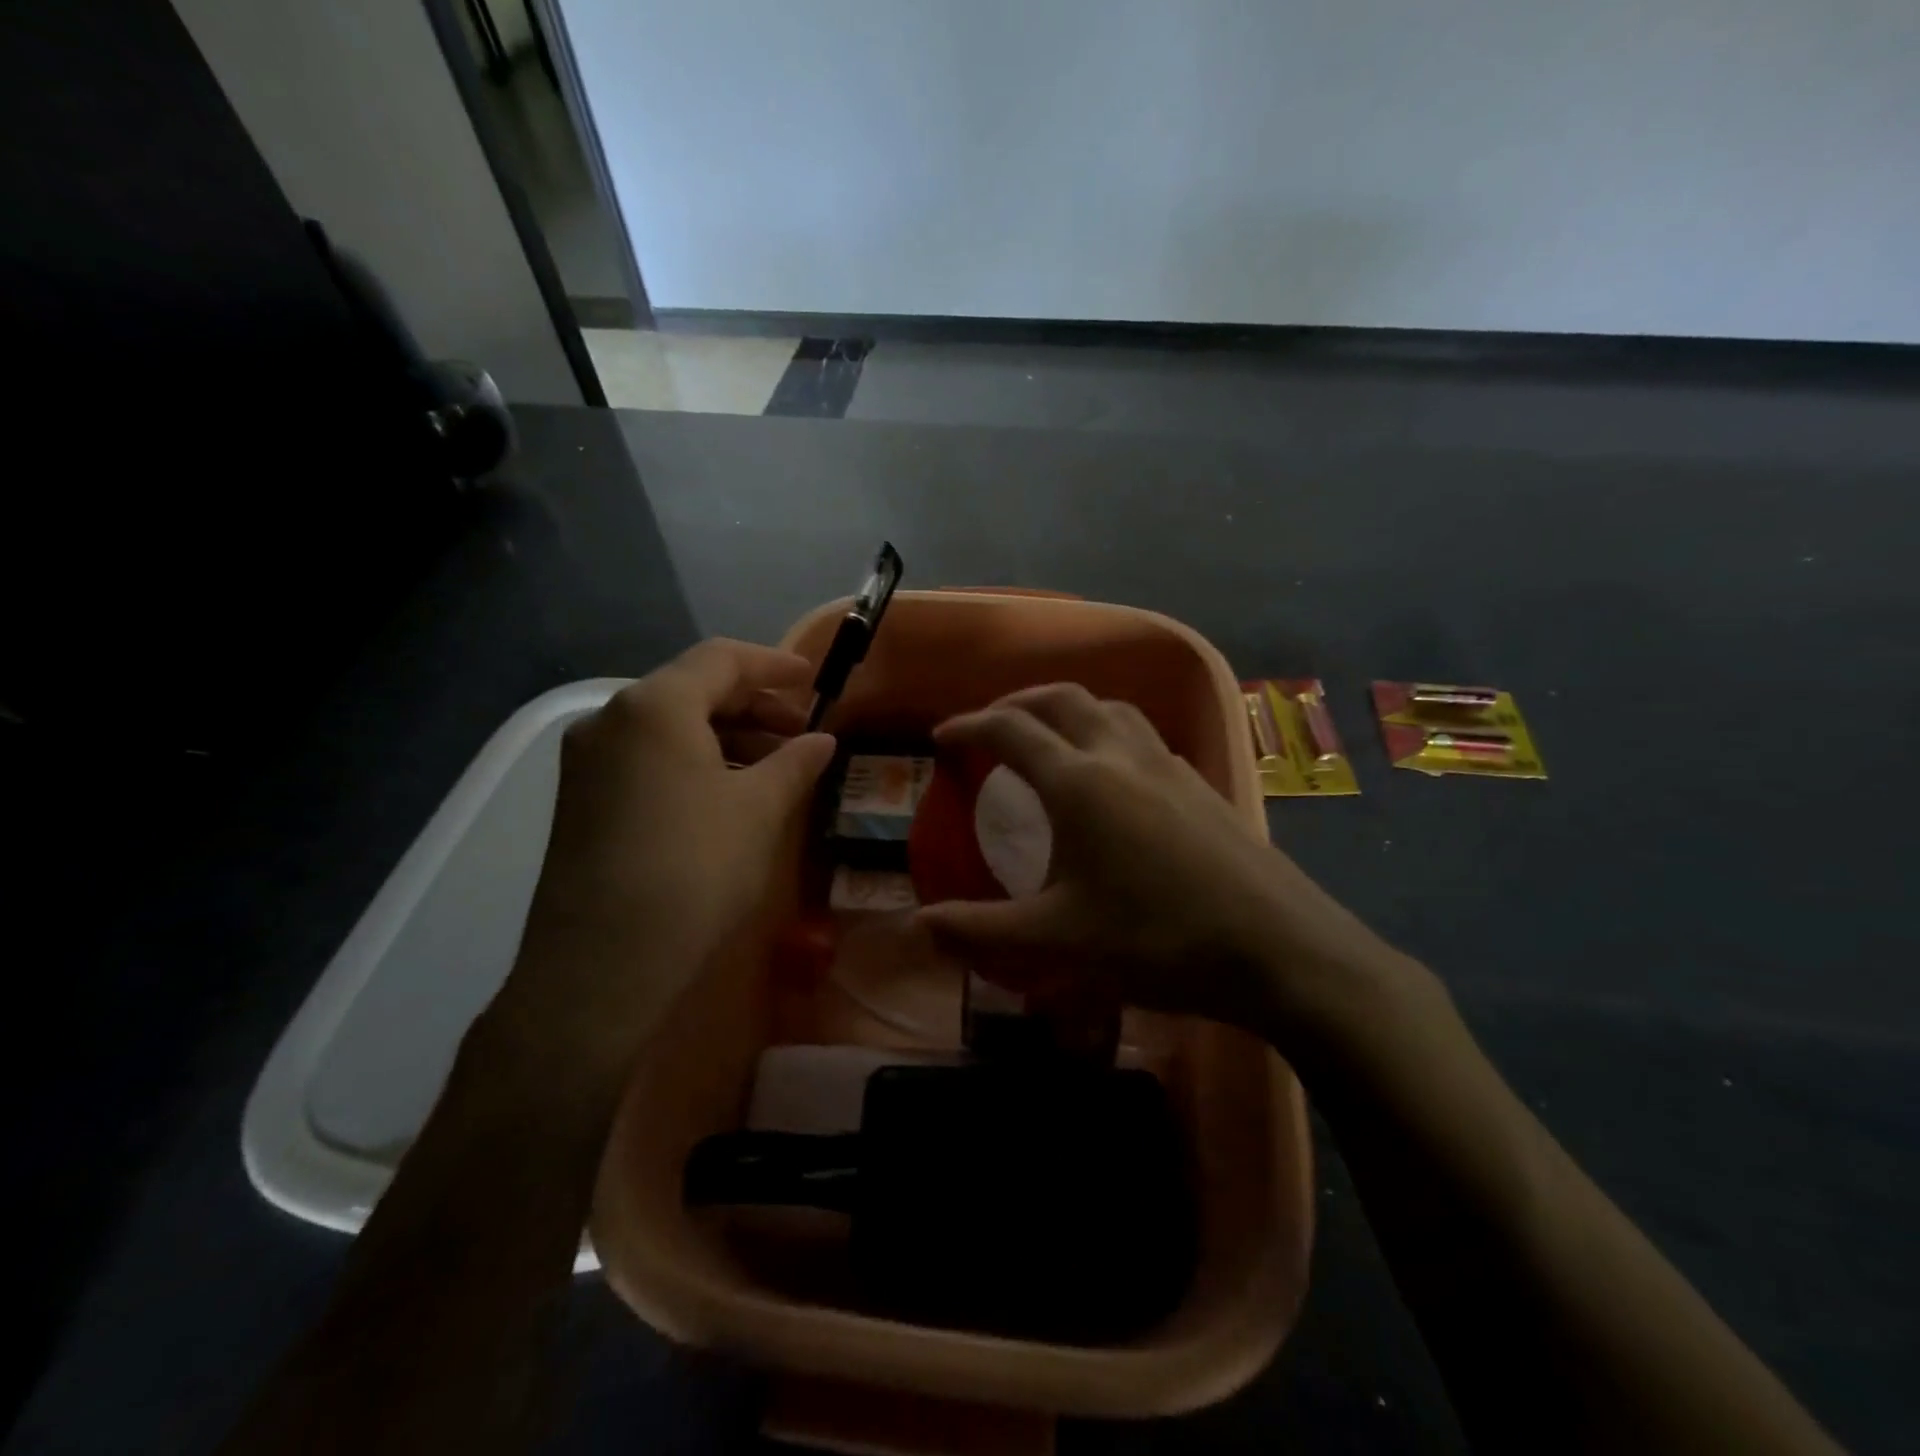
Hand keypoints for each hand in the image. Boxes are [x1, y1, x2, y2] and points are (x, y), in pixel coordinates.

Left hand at [495, 640, 834, 1069]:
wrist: (603, 968)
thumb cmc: (695, 869)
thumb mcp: (759, 809)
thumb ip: (795, 762)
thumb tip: (822, 740)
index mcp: (654, 705)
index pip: (722, 659)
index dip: (775, 665)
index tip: (815, 681)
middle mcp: (611, 720)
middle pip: (692, 688)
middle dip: (753, 704)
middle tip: (801, 731)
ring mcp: (589, 762)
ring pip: (669, 726)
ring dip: (726, 735)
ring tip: (775, 765)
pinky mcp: (583, 801)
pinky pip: (648, 759)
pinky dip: (695, 761)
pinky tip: (729, 793)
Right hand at [913, 684, 1415, 1043]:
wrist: (1278, 949)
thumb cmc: (1157, 939)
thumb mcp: (1057, 941)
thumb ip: (980, 931)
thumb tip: (917, 926)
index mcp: (1078, 781)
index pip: (1009, 730)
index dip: (968, 726)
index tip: (942, 739)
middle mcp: (1120, 755)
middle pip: (1061, 698)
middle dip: (1017, 703)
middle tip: (990, 726)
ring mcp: (1168, 764)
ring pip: (1109, 709)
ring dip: (1068, 710)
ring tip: (1049, 739)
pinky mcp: (1201, 783)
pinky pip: (1142, 736)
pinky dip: (1109, 734)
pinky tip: (1113, 776)